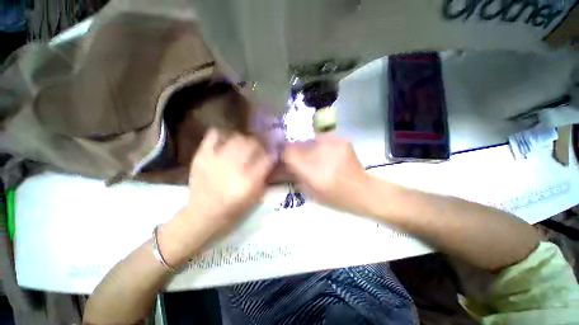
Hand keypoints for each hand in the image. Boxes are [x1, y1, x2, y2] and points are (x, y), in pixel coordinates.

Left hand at [160, 129, 273, 265]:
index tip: (272, 154)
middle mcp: (234, 166)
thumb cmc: (233, 209)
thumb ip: (265, 176)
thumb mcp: (256, 196)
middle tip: (259, 148)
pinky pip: (214, 136)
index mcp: (249, 180)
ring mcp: (216, 159)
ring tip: (244, 145)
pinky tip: (226, 142)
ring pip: (237, 137)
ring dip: (245, 139)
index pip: (268, 157)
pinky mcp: (202, 156)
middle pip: (253, 143)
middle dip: (260, 144)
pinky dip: (222, 135)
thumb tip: (271, 158)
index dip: (272, 154)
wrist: (203, 214)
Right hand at [283, 134, 369, 212]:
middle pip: (298, 143)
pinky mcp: (341, 140)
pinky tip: (327, 153)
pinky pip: (324, 138)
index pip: (288, 153)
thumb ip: (296, 177)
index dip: (284, 153)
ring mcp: (332, 144)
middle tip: (300, 156)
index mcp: (310, 170)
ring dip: (309, 147)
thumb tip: (288, 165)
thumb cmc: (335, 197)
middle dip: (295, 149)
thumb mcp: (311, 192)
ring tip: (315, 155)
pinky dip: (322, 145)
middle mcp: (319, 153)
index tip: (285, 156)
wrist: (362, 191)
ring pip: (310, 139)